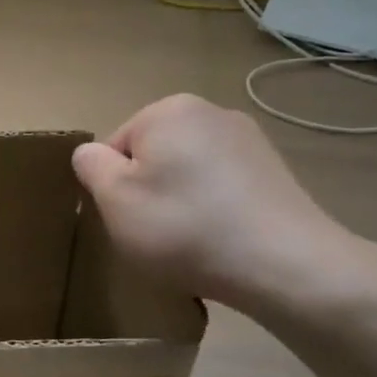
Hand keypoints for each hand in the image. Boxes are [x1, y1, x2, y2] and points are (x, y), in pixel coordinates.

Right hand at [72, 94, 372, 314]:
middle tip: (156, 234)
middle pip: (153, 156)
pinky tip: (221, 241)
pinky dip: (213, 210)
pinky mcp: (274, 171)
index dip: (113, 187)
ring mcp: (248, 140)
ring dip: (181, 202)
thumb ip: (91, 166)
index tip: (129, 219)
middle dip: (149, 191)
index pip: (115, 147)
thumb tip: (91, 153)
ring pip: (188, 173)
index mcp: (168, 111)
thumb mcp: (115, 200)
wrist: (286, 265)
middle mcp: (210, 112)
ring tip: (192, 241)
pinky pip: (221, 187)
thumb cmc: (185, 228)